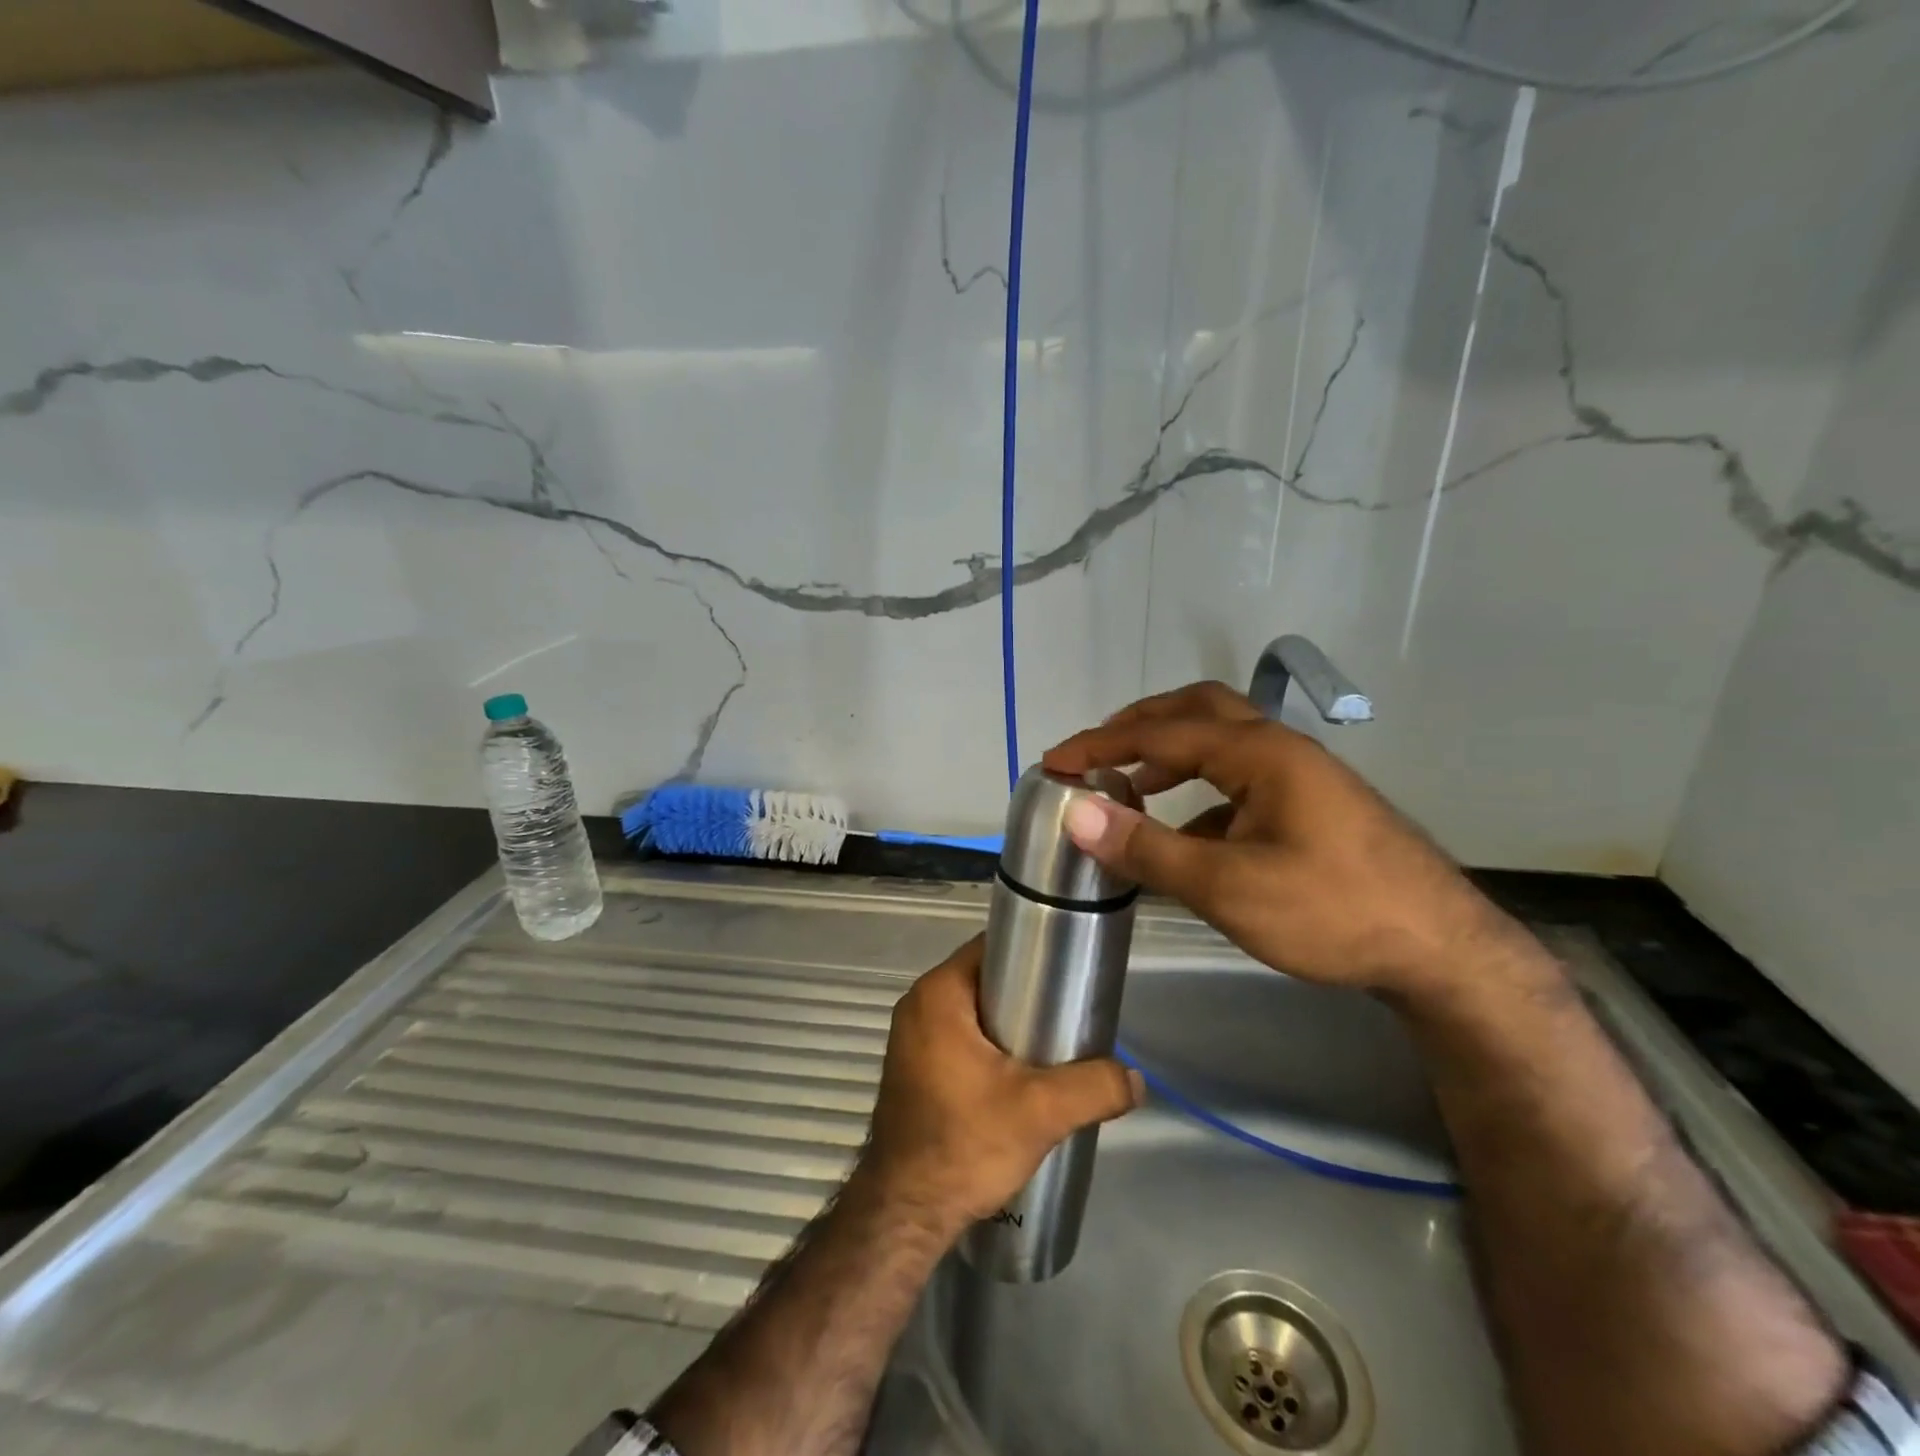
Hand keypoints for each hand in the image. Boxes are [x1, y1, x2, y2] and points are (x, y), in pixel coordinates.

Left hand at [858, 937, 1142, 1236]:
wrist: (906, 1213)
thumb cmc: (964, 1144)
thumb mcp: (1040, 1112)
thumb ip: (1094, 1087)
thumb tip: (1136, 1079)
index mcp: (938, 993)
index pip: (992, 947)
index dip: (1033, 952)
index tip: (1070, 972)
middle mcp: (919, 1005)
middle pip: (986, 979)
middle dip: (1028, 993)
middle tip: (1070, 1013)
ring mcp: (913, 1037)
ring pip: (975, 1011)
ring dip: (1011, 1024)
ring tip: (1055, 1045)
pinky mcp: (916, 1067)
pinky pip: (960, 1036)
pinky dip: (990, 1045)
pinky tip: (1022, 1073)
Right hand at [1042, 681, 1525, 1000]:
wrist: (1441, 951)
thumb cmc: (1332, 912)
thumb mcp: (1227, 887)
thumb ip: (1147, 848)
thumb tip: (1076, 814)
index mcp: (1259, 753)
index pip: (1160, 732)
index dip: (1099, 745)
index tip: (1053, 762)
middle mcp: (1279, 749)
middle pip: (1196, 710)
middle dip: (1138, 726)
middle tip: (1096, 754)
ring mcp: (1300, 776)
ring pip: (1220, 742)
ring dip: (1169, 754)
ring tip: (1131, 787)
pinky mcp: (1310, 806)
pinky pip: (1239, 779)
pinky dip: (1199, 790)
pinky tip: (1187, 833)